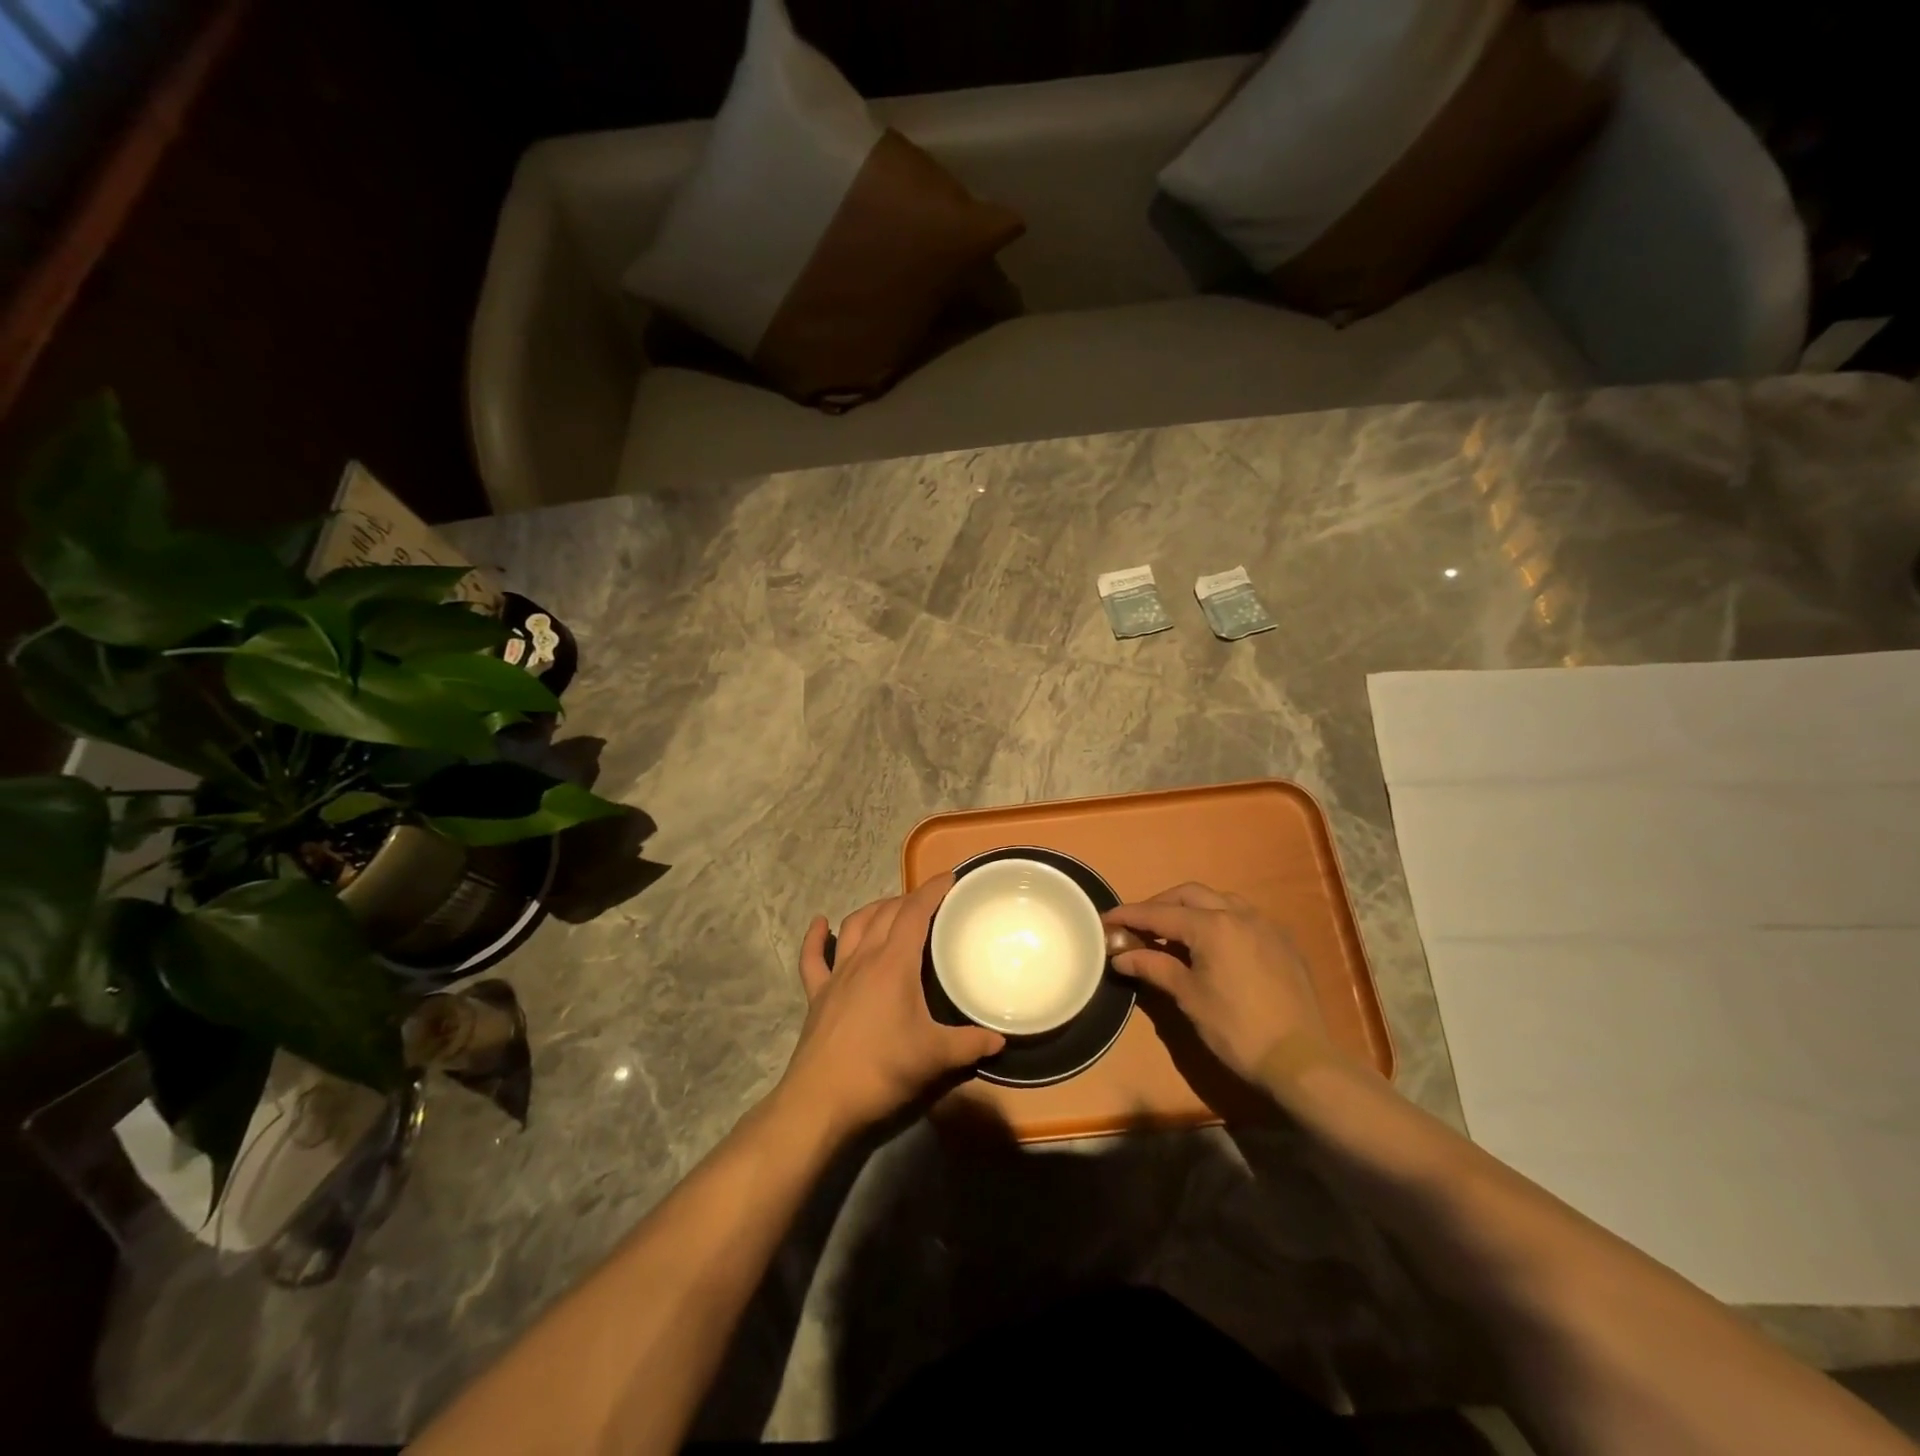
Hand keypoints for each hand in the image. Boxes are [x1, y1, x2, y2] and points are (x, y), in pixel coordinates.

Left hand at [780, 875, 1004, 1137]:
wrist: (821, 1101)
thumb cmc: (881, 1070)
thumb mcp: (934, 1058)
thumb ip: (970, 1045)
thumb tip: (1000, 1039)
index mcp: (894, 964)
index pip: (915, 913)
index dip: (932, 891)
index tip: (950, 878)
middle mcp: (864, 959)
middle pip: (886, 913)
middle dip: (909, 899)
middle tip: (931, 901)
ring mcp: (836, 975)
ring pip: (854, 926)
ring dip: (873, 910)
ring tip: (890, 907)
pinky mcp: (817, 995)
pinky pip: (812, 958)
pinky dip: (815, 938)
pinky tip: (820, 923)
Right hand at [1102, 883, 1328, 1082]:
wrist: (1301, 1059)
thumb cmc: (1237, 1029)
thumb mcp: (1189, 997)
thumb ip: (1154, 967)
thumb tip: (1120, 956)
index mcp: (1212, 926)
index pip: (1159, 914)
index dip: (1130, 915)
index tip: (1106, 919)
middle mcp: (1238, 914)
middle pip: (1188, 895)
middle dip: (1159, 905)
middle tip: (1138, 925)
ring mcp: (1264, 924)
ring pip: (1218, 899)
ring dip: (1191, 907)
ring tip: (1174, 931)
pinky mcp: (1282, 941)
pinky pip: (1243, 915)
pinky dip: (1218, 918)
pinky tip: (1212, 942)